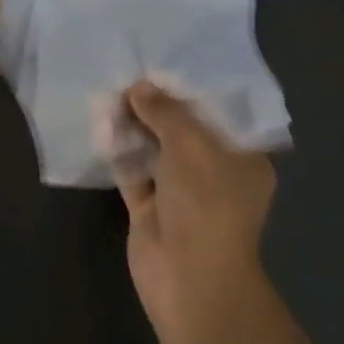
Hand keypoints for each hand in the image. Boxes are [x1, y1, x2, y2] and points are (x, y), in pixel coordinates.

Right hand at [111, 79, 276, 343]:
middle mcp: (214, 173)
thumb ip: (165, 112)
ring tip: (110, 92)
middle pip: (183, 130)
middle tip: (129, 73)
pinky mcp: (151, 209)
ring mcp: (181, 193)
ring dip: (135, 126)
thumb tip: (139, 87)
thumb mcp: (191, 145)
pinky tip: (101, 125)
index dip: (191, 89)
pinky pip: (134, 172)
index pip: (219, 114)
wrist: (189, 279)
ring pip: (156, 150)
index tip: (164, 64)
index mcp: (242, 158)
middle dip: (157, 105)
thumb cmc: (206, 204)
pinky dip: (120, 152)